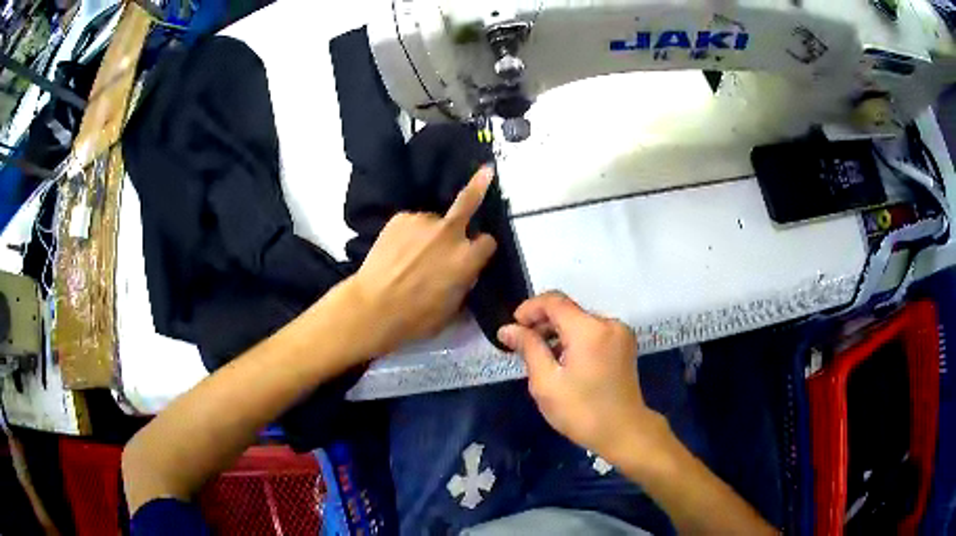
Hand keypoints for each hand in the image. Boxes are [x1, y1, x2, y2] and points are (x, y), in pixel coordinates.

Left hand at [347, 167, 497, 355]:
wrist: (373, 307)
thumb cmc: (415, 317)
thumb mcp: (452, 309)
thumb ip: (464, 284)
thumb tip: (465, 273)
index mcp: (467, 258)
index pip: (488, 242)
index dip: (481, 249)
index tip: (476, 252)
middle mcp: (449, 233)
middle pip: (469, 201)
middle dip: (480, 185)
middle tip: (486, 171)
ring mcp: (423, 221)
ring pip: (434, 222)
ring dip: (430, 232)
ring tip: (411, 253)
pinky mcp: (401, 218)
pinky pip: (412, 223)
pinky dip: (409, 233)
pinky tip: (397, 250)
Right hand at [497, 292, 672, 465]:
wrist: (624, 432)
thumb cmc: (581, 411)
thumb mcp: (546, 382)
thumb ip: (528, 348)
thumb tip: (508, 329)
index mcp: (589, 329)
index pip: (554, 301)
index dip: (529, 308)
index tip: (513, 328)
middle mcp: (608, 323)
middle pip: (568, 310)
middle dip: (542, 323)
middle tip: (522, 347)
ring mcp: (620, 333)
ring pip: (580, 321)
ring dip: (558, 332)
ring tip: (541, 357)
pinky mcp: (624, 345)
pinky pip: (593, 332)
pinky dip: (575, 339)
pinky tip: (563, 361)